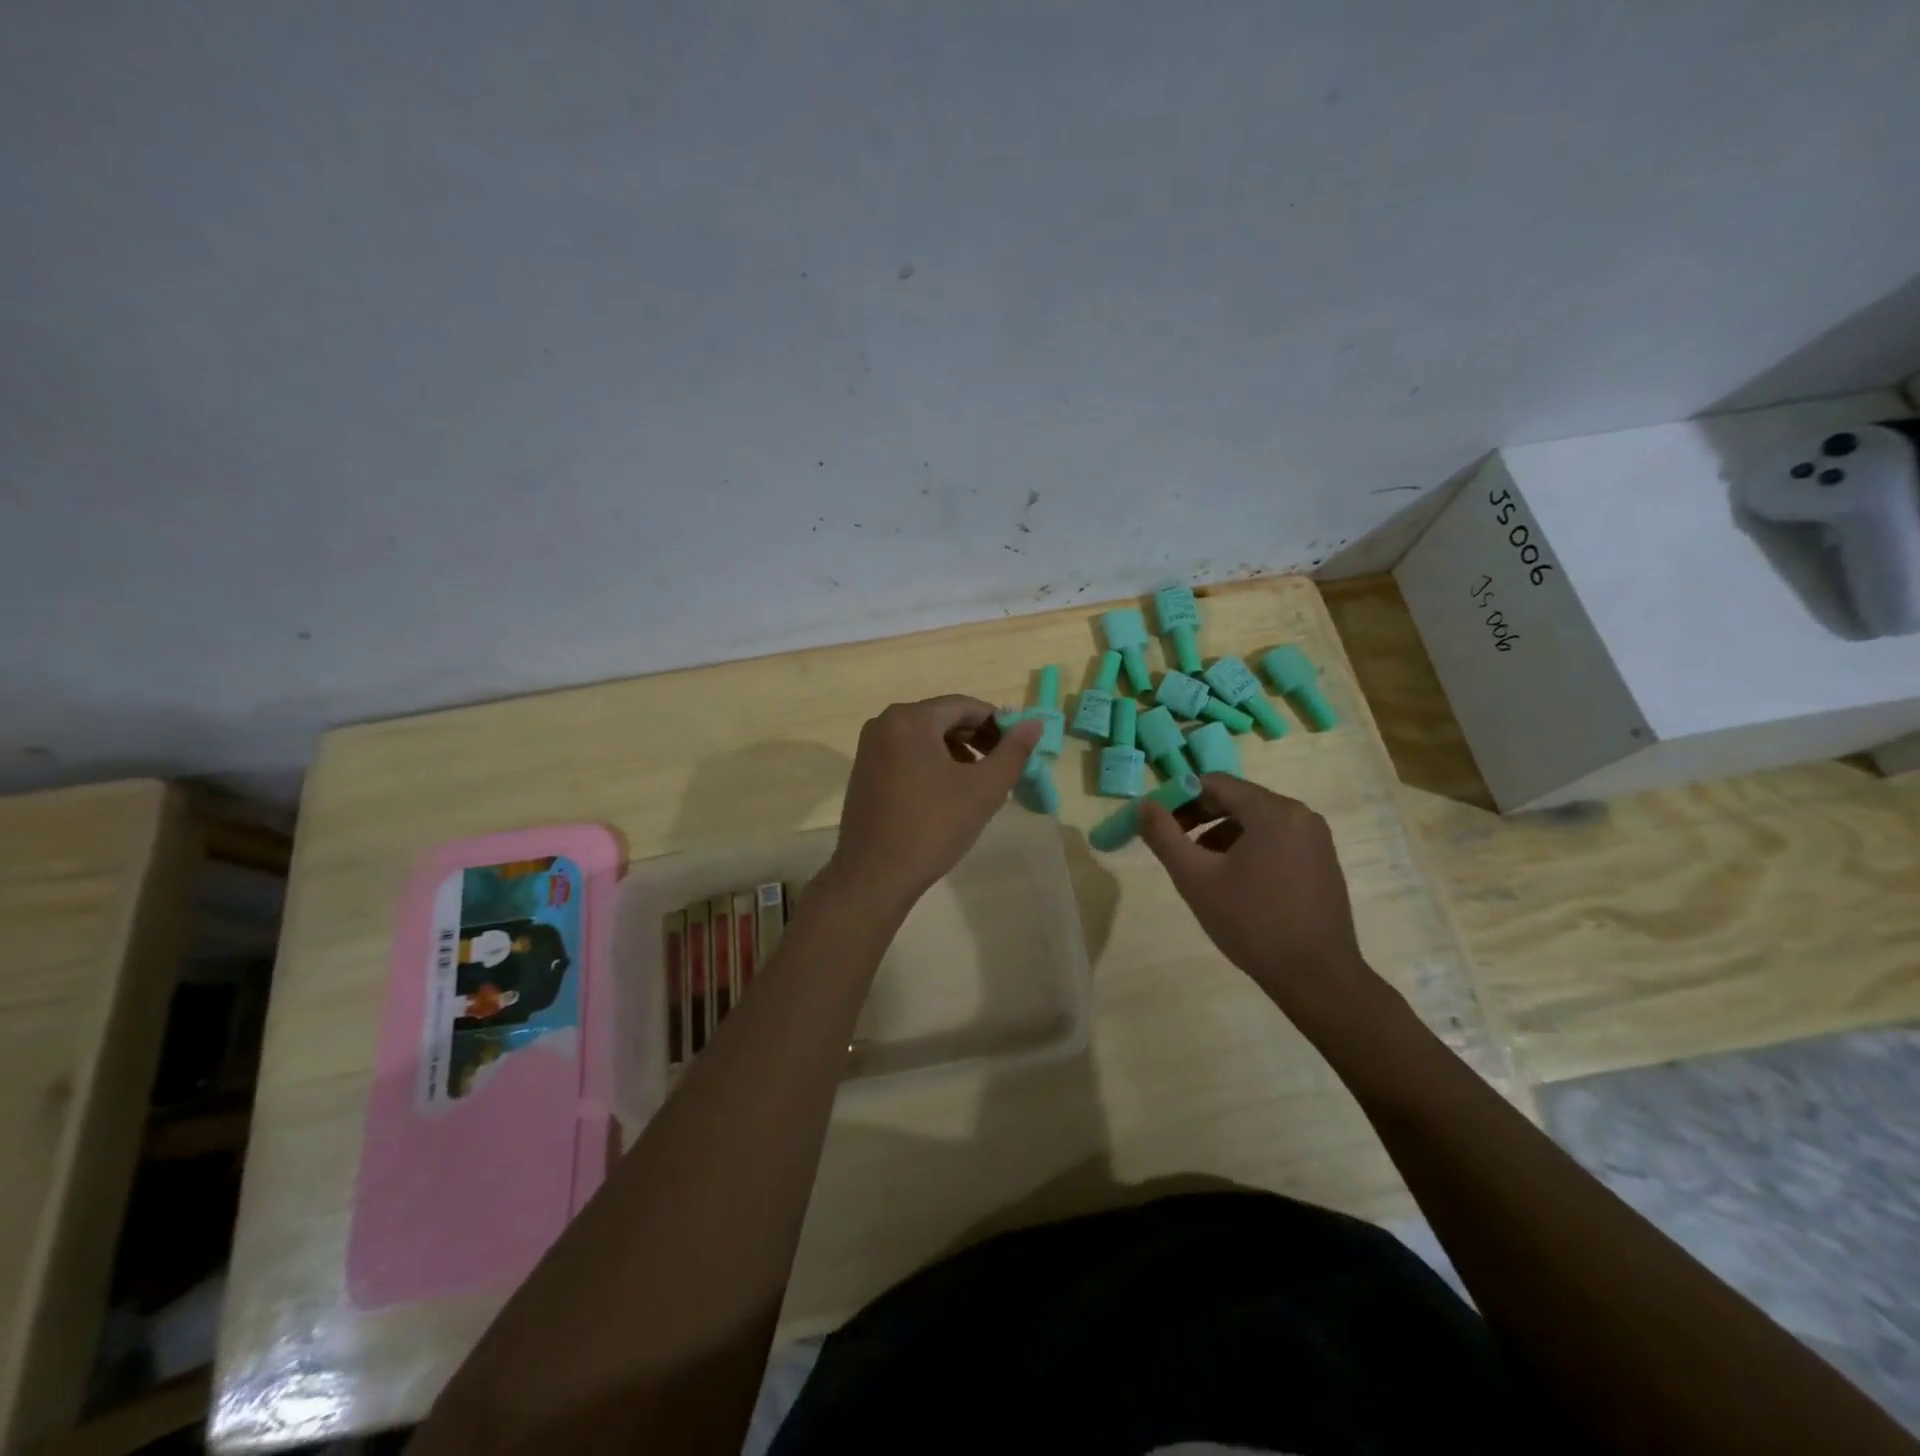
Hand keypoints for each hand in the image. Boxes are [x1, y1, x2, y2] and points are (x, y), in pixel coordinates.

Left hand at [829, 696, 1043, 907]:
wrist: (874, 876)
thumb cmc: (932, 827)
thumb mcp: (983, 790)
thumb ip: (1013, 752)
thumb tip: (1034, 724)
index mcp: (911, 719)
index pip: (965, 706)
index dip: (997, 723)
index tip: (1019, 747)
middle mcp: (885, 723)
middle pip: (943, 719)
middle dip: (976, 739)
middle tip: (1002, 767)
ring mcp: (870, 748)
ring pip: (925, 738)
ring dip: (956, 753)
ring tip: (978, 784)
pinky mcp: (864, 771)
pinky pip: (906, 754)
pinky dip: (932, 764)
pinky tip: (947, 794)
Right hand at [1138, 775, 1381, 1016]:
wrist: (1317, 977)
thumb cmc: (1251, 923)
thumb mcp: (1195, 878)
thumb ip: (1164, 836)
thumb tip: (1142, 805)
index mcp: (1272, 811)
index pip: (1214, 783)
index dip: (1178, 797)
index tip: (1156, 821)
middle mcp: (1300, 814)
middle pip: (1236, 800)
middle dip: (1198, 817)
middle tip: (1171, 843)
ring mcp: (1315, 839)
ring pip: (1255, 822)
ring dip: (1220, 834)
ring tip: (1199, 867)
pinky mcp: (1322, 862)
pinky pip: (1275, 840)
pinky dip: (1247, 848)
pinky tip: (1233, 882)